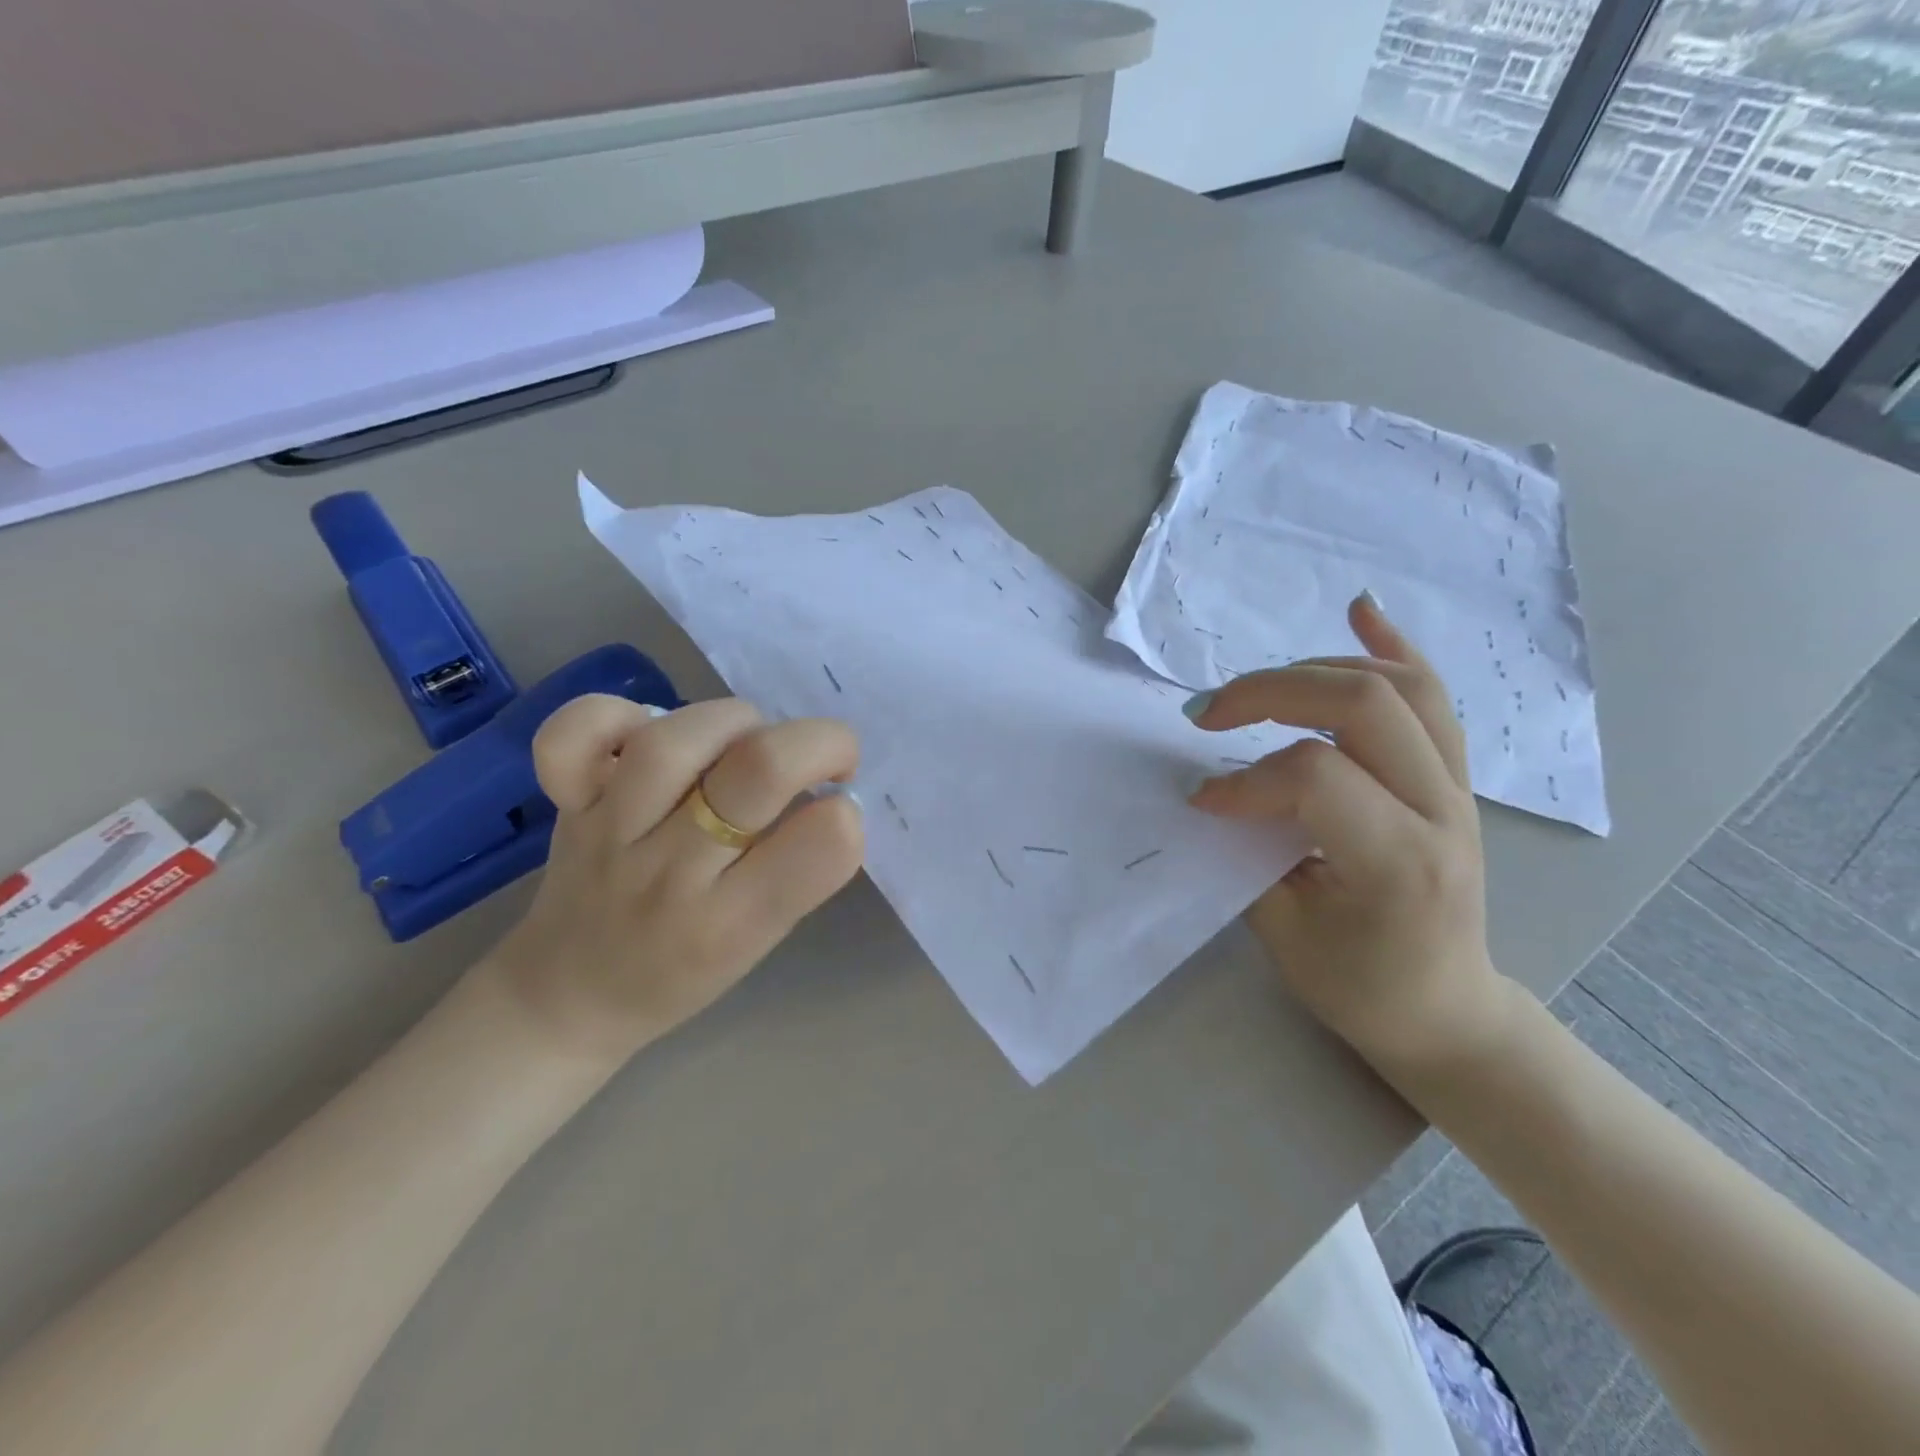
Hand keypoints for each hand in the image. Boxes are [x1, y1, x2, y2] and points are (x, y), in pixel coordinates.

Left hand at [489, 696, 864, 1063]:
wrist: (568, 997)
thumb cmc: (681, 974)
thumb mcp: (758, 945)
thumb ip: (798, 872)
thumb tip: (831, 795)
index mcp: (730, 925)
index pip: (819, 847)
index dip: (847, 814)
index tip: (840, 810)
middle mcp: (671, 873)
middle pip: (759, 769)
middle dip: (819, 743)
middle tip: (830, 758)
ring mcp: (611, 830)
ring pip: (677, 739)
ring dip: (737, 722)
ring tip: (748, 739)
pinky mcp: (570, 802)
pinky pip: (574, 736)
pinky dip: (614, 714)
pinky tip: (648, 728)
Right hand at [1185, 593, 1512, 1077]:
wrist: (1445, 1009)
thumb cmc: (1359, 985)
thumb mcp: (1284, 932)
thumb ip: (1245, 851)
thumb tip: (1210, 792)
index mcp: (1397, 860)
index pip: (1314, 776)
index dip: (1243, 779)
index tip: (1203, 802)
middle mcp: (1440, 810)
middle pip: (1361, 702)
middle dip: (1269, 692)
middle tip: (1209, 714)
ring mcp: (1457, 787)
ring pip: (1399, 685)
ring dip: (1314, 667)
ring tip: (1258, 686)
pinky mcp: (1454, 778)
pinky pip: (1431, 696)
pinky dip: (1391, 647)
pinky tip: (1359, 610)